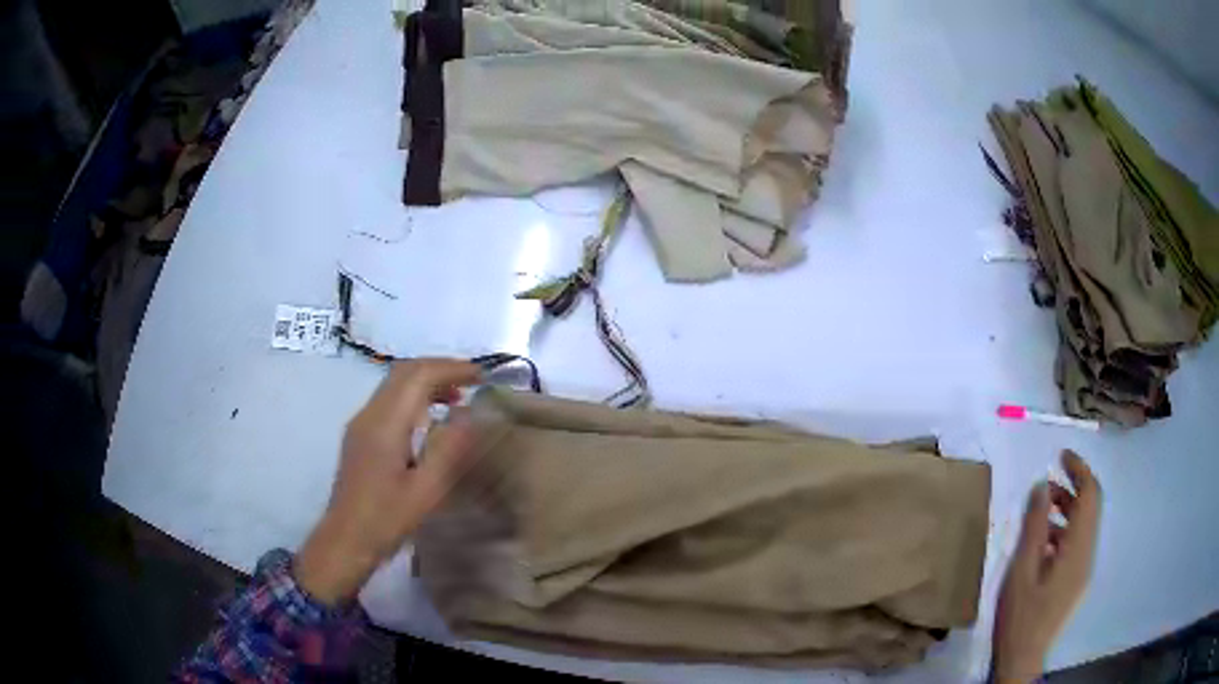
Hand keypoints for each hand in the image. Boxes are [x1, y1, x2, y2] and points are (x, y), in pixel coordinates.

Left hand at [295, 359, 480, 604]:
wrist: (346, 541)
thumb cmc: (387, 520)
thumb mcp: (426, 490)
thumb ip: (449, 449)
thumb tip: (470, 414)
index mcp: (384, 424)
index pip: (417, 375)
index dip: (451, 368)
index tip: (482, 376)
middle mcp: (368, 415)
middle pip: (403, 372)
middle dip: (439, 369)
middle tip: (473, 381)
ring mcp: (361, 424)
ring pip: (394, 385)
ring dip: (426, 382)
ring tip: (459, 398)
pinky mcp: (360, 437)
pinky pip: (389, 402)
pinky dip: (414, 398)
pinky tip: (431, 421)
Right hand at [991, 450, 1101, 682]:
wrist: (1023, 658)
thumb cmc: (1020, 616)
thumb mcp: (1021, 570)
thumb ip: (1034, 527)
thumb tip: (1042, 486)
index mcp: (1078, 549)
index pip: (1090, 495)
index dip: (1080, 469)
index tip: (1062, 455)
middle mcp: (1088, 554)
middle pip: (1091, 508)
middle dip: (1075, 486)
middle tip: (1050, 477)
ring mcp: (1083, 569)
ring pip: (1084, 525)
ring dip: (1068, 508)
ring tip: (1042, 507)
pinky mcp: (1076, 581)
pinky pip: (1077, 543)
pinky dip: (1064, 530)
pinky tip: (1042, 541)